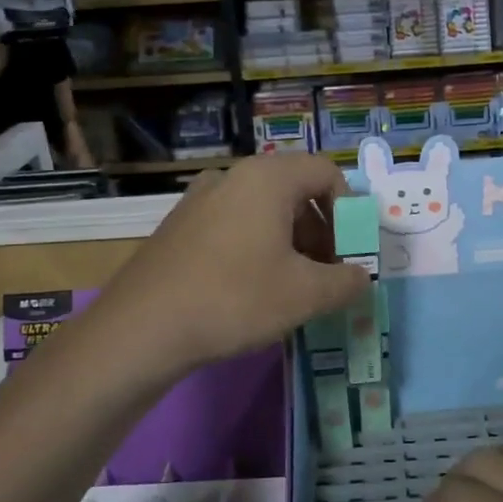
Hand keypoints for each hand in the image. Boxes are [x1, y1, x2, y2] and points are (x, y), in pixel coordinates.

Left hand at [99, 154, 370, 369]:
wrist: (141, 328)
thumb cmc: (235, 299)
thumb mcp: (305, 294)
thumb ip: (346, 281)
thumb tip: (360, 276)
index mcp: (267, 178)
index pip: (327, 173)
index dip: (350, 210)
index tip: (351, 251)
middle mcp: (233, 176)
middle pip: (296, 190)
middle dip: (322, 230)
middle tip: (328, 272)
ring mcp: (201, 199)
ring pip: (264, 209)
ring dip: (292, 241)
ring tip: (295, 286)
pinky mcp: (180, 225)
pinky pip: (235, 223)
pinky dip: (258, 246)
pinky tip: (254, 289)